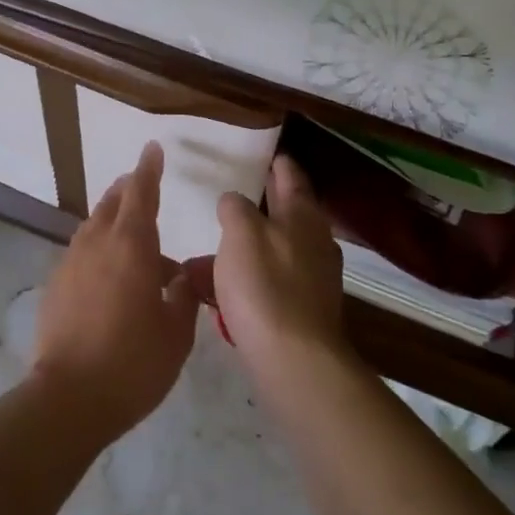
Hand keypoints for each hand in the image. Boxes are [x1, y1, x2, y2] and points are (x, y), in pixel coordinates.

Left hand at [31, 142, 199, 438]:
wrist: (68, 398)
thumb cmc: (133, 363)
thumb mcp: (176, 334)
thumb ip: (181, 297)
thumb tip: (178, 277)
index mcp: (132, 246)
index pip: (141, 192)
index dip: (149, 169)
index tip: (152, 148)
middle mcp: (98, 244)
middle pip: (113, 202)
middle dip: (128, 189)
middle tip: (141, 184)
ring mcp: (71, 263)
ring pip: (93, 225)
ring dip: (111, 217)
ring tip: (127, 228)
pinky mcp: (55, 285)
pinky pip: (80, 252)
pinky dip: (97, 248)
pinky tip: (107, 271)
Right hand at [212, 156, 348, 375]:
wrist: (295, 361)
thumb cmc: (265, 286)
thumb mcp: (241, 233)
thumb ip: (235, 208)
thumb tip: (234, 201)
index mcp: (303, 215)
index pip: (291, 175)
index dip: (276, 162)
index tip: (261, 153)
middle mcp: (313, 242)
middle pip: (282, 214)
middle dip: (254, 206)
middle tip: (228, 196)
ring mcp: (310, 279)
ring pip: (269, 252)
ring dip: (239, 250)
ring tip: (202, 254)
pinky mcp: (300, 311)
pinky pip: (266, 285)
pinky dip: (242, 282)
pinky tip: (212, 292)